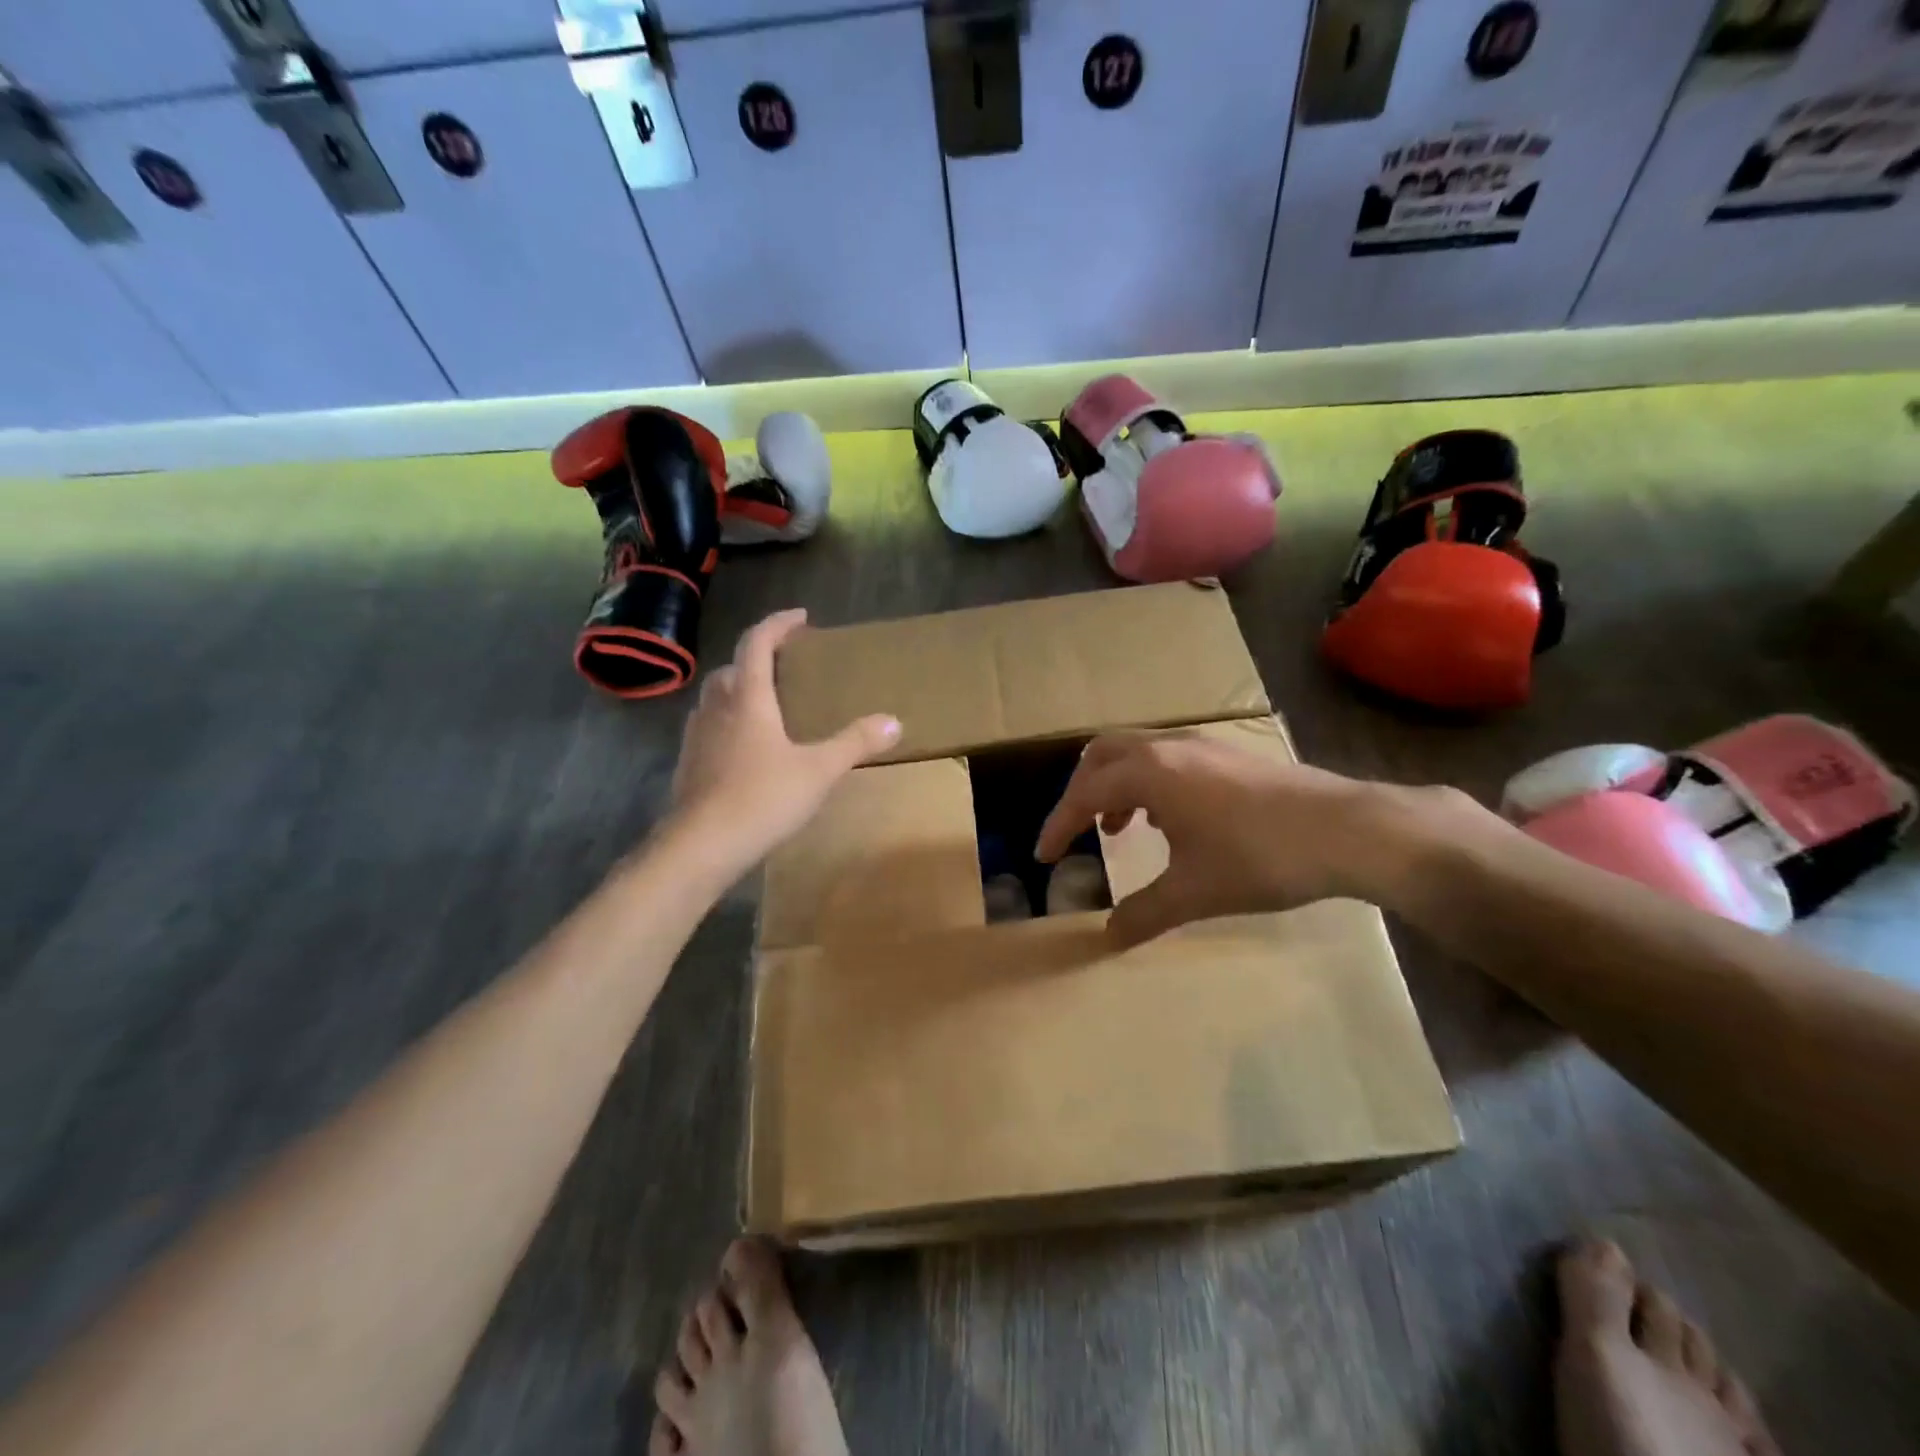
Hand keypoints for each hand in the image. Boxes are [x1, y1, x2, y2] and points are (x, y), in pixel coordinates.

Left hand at [668, 608, 899, 874]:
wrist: (700, 847)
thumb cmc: (762, 799)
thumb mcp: (819, 771)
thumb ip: (855, 743)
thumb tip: (894, 721)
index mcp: (748, 699)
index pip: (756, 643)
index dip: (777, 624)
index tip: (800, 618)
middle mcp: (717, 709)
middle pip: (732, 668)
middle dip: (757, 659)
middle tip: (785, 666)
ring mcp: (697, 737)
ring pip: (715, 699)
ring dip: (739, 690)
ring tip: (767, 705)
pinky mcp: (688, 765)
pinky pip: (709, 728)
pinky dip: (728, 723)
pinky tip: (746, 749)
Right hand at [1035, 731, 1473, 946]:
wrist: (1349, 830)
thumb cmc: (1261, 858)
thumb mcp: (1195, 893)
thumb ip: (1144, 913)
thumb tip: (1107, 936)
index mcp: (1150, 774)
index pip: (1084, 794)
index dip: (1058, 826)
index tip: (1044, 856)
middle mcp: (1169, 748)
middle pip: (1102, 754)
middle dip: (1081, 791)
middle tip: (1079, 831)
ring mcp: (1203, 746)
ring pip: (1137, 751)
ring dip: (1117, 785)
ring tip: (1122, 828)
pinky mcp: (1230, 754)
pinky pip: (1168, 758)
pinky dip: (1149, 782)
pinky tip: (1172, 820)